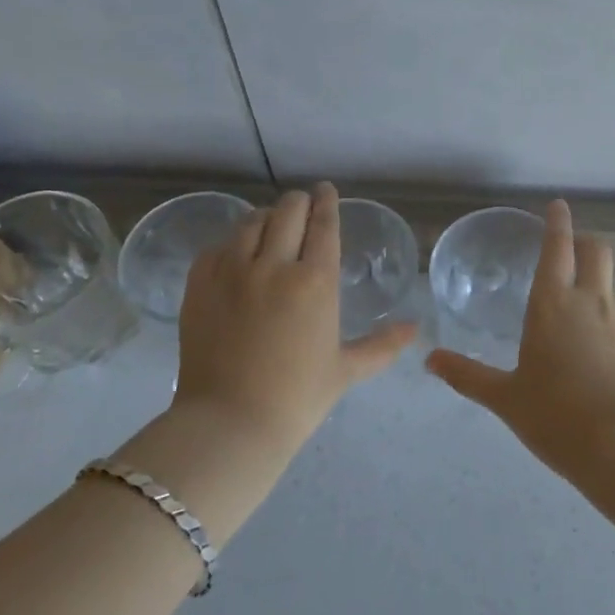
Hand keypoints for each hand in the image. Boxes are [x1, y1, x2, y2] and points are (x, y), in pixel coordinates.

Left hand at [175, 182, 415, 446]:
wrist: (229, 424)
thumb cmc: (297, 398)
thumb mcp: (346, 370)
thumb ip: (382, 345)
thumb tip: (415, 329)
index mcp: (315, 281)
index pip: (324, 224)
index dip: (327, 201)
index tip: (327, 190)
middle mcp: (274, 265)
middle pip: (288, 211)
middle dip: (299, 202)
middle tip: (303, 205)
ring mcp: (231, 272)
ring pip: (250, 222)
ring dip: (266, 217)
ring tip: (271, 225)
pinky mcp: (199, 285)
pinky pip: (217, 247)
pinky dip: (231, 242)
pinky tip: (237, 252)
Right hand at [426, 200, 614, 478]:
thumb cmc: (556, 416)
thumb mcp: (506, 398)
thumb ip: (468, 375)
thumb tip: (430, 360)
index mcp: (553, 304)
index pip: (557, 248)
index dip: (557, 223)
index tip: (558, 205)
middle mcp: (591, 302)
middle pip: (596, 251)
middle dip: (584, 242)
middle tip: (570, 250)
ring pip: (613, 282)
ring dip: (598, 279)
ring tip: (582, 303)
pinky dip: (612, 318)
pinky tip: (603, 350)